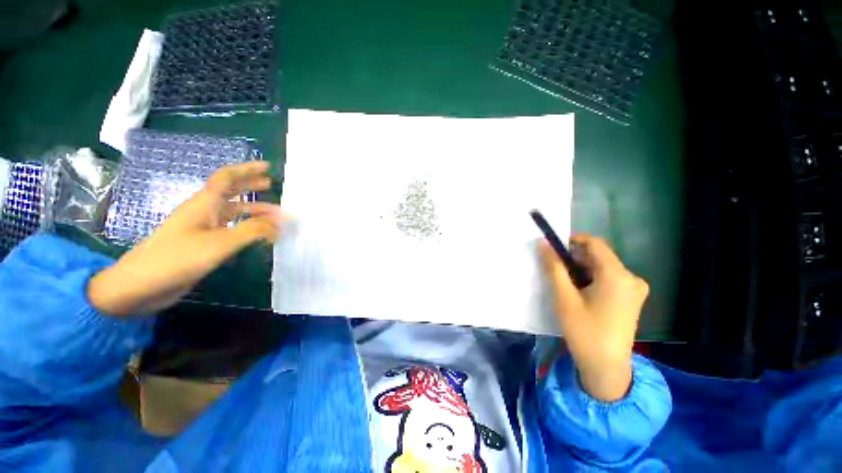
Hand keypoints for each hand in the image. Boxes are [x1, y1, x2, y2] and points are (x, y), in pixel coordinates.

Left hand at [88, 161, 284, 316]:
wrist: (141, 284)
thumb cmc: (178, 257)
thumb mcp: (219, 243)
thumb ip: (252, 231)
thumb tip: (279, 224)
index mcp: (204, 203)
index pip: (227, 178)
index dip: (247, 169)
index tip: (267, 167)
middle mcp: (204, 211)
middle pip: (230, 192)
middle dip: (251, 186)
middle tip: (271, 185)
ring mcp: (203, 228)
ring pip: (233, 212)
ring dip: (253, 210)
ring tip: (274, 214)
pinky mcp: (203, 244)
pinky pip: (230, 229)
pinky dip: (247, 228)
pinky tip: (258, 235)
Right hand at [539, 234, 648, 400]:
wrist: (606, 367)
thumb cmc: (584, 331)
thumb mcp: (564, 297)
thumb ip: (553, 267)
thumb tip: (543, 244)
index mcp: (617, 275)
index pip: (594, 243)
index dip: (571, 241)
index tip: (552, 249)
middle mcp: (631, 277)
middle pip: (598, 256)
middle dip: (574, 259)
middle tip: (554, 271)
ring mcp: (634, 289)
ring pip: (602, 268)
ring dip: (581, 270)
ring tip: (565, 285)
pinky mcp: (631, 298)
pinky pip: (608, 279)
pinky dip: (590, 279)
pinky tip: (579, 294)